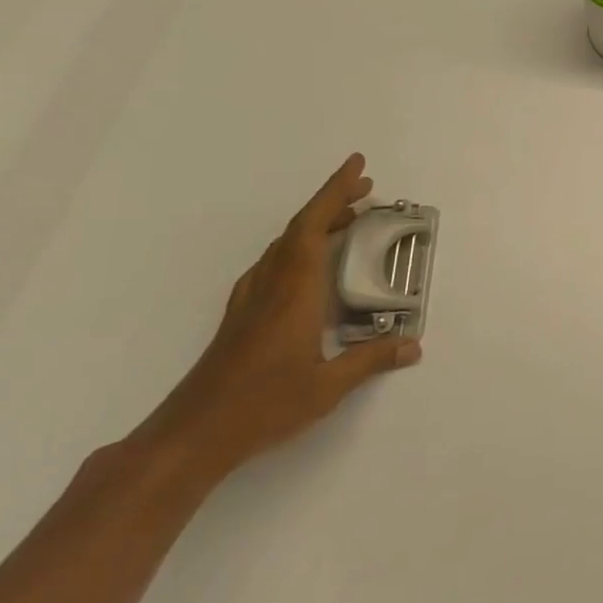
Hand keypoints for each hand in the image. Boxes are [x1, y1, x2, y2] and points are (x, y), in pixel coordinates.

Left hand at [140, 154, 420, 481]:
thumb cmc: (261, 406)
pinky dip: (298, 247)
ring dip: (315, 224)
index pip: (313, 228)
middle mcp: (270, 287)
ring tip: (348, 221)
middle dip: (332, 203)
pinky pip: (273, 264)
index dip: (334, 192)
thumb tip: (413, 345)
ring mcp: (251, 301)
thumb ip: (371, 360)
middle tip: (367, 190)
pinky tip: (309, 265)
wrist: (190, 436)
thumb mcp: (327, 387)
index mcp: (294, 293)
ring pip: (283, 246)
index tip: (358, 166)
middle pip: (299, 229)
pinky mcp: (241, 317)